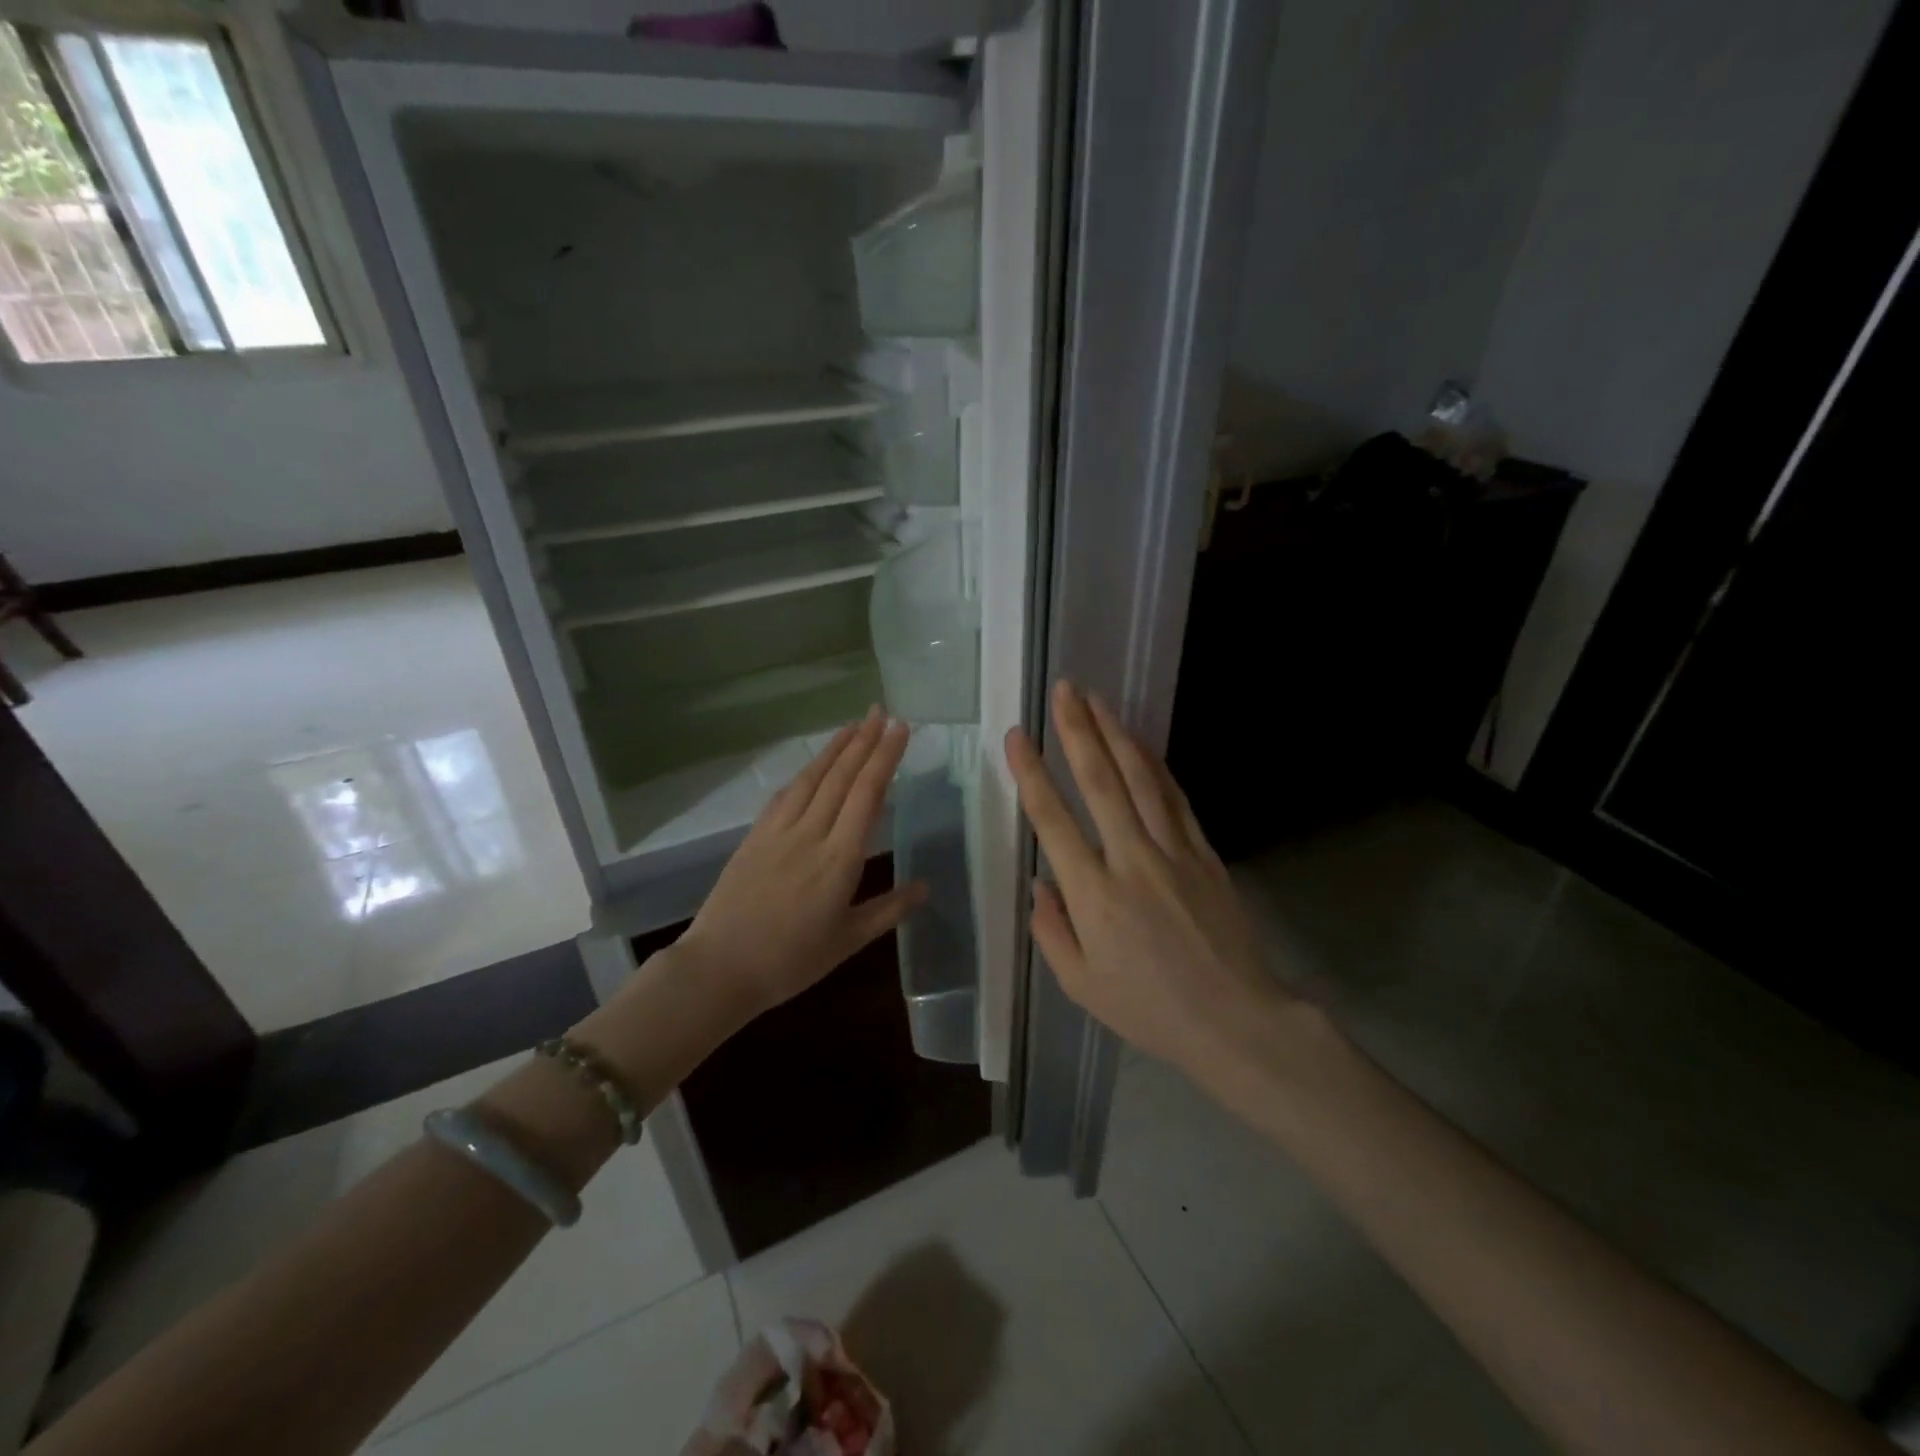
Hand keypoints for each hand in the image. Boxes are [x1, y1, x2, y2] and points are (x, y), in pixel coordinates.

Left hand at [677, 709, 927, 1018]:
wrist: (720, 968)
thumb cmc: (791, 961)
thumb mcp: (848, 941)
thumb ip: (889, 910)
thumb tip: (926, 886)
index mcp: (840, 859)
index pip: (867, 795)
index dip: (885, 758)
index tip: (900, 729)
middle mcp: (811, 834)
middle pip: (842, 777)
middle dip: (865, 741)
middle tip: (882, 711)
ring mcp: (779, 832)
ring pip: (812, 779)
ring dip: (835, 748)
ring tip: (854, 725)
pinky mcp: (755, 836)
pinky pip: (784, 796)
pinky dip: (804, 773)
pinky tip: (812, 765)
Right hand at [1005, 681, 1289, 1076]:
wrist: (1235, 1020)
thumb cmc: (1149, 1009)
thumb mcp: (1080, 985)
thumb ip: (1051, 929)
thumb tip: (1039, 882)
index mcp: (1094, 895)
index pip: (1053, 820)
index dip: (1031, 773)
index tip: (1018, 736)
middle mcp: (1132, 860)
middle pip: (1101, 783)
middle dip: (1078, 731)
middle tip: (1065, 690)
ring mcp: (1174, 852)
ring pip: (1141, 779)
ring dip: (1117, 734)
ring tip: (1097, 700)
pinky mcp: (1205, 853)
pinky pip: (1175, 798)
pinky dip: (1156, 765)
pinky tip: (1141, 743)